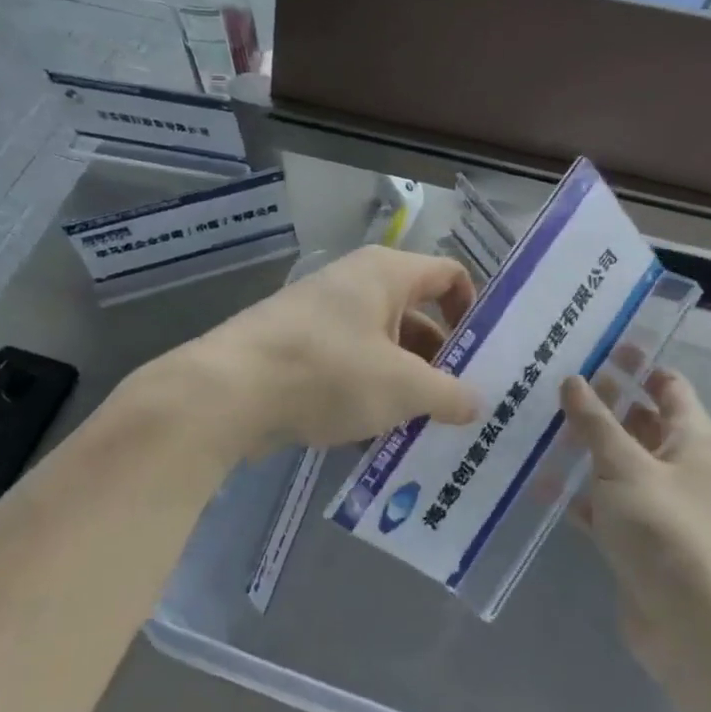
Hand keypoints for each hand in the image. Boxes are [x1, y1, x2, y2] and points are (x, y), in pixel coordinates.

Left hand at [201, 246, 480, 455]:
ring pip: (383, 348)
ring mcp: (323, 316)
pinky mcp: (298, 348)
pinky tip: (377, 437)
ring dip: (405, 385)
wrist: (228, 391)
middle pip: (416, 317)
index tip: (482, 356)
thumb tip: (476, 404)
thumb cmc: (329, 371)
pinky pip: (349, 366)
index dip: (472, 311)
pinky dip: (368, 394)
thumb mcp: (403, 388)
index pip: (449, 275)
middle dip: (440, 362)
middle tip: (461, 406)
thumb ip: (448, 394)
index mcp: (386, 274)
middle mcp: (356, 284)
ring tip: (424, 430)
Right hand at [561, 370, 710, 691]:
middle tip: (549, 383)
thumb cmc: (667, 531)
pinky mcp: (636, 538)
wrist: (695, 628)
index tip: (593, 346)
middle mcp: (677, 465)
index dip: (636, 363)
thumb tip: (573, 378)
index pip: (667, 384)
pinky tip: (538, 481)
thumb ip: (596, 421)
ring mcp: (656, 504)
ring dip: (582, 447)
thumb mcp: (625, 466)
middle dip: (600, 403)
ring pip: (616, 462)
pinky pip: (603, 503)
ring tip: (534, 425)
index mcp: (690, 438)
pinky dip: (577, 492)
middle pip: (637, 421)